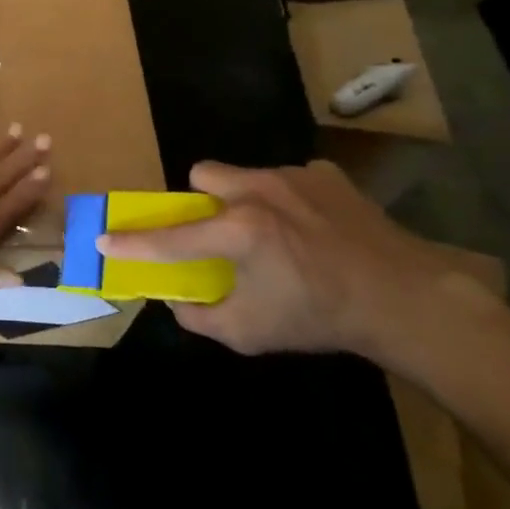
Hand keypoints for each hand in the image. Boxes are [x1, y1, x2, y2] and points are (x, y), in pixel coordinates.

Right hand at [96, 160, 456, 360]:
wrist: (405, 299)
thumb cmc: (320, 319)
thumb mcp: (251, 334)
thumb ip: (200, 317)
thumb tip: (176, 300)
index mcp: (238, 231)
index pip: (170, 237)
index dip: (132, 242)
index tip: (103, 238)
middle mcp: (258, 191)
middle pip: (202, 174)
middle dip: (201, 201)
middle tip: (219, 232)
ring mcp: (294, 177)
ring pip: (245, 175)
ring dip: (244, 200)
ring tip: (274, 234)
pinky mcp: (325, 175)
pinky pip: (289, 180)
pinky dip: (289, 201)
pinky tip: (313, 230)